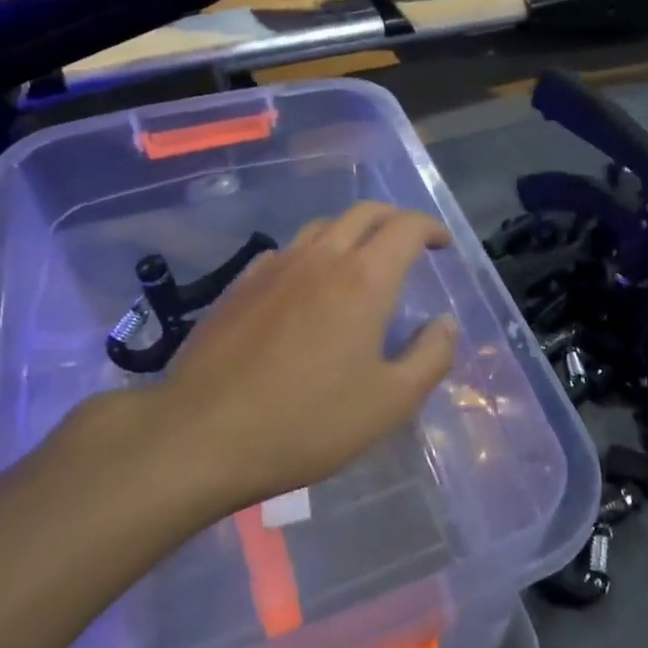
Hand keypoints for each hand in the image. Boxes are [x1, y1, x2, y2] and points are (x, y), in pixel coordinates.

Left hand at [157, 202, 458, 512]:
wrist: (201, 434)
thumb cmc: (306, 421)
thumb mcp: (389, 403)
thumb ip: (430, 357)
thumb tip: (445, 324)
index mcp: (364, 278)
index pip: (407, 227)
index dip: (431, 228)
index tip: (442, 245)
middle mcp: (322, 257)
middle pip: (365, 212)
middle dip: (395, 220)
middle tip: (410, 245)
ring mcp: (276, 265)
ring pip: (324, 226)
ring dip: (353, 232)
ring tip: (361, 263)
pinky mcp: (241, 283)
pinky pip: (288, 251)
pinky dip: (313, 254)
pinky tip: (307, 287)